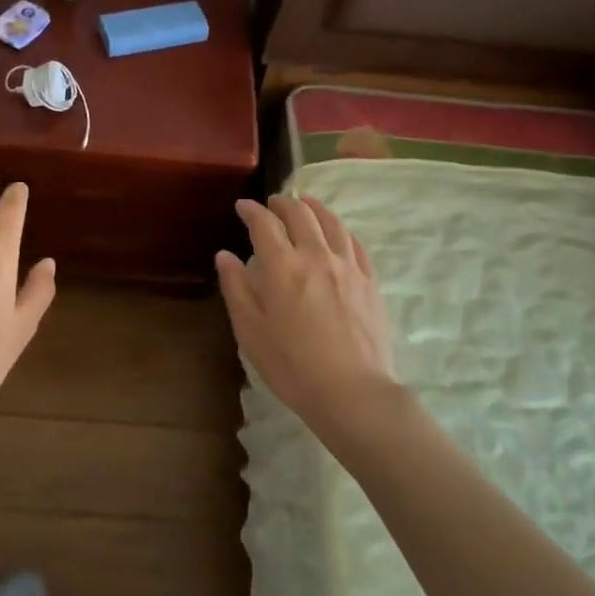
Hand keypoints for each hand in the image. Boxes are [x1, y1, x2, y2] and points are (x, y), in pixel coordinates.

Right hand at [216, 195, 398, 436]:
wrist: (352, 391)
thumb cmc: (292, 366)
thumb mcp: (251, 332)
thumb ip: (236, 288)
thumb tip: (225, 255)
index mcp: (282, 267)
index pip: (264, 224)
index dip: (251, 210)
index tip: (242, 206)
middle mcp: (316, 255)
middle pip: (301, 214)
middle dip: (283, 204)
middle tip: (272, 204)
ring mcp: (347, 266)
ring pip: (331, 222)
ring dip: (314, 207)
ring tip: (305, 205)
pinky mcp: (369, 281)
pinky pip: (354, 243)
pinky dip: (340, 230)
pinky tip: (336, 234)